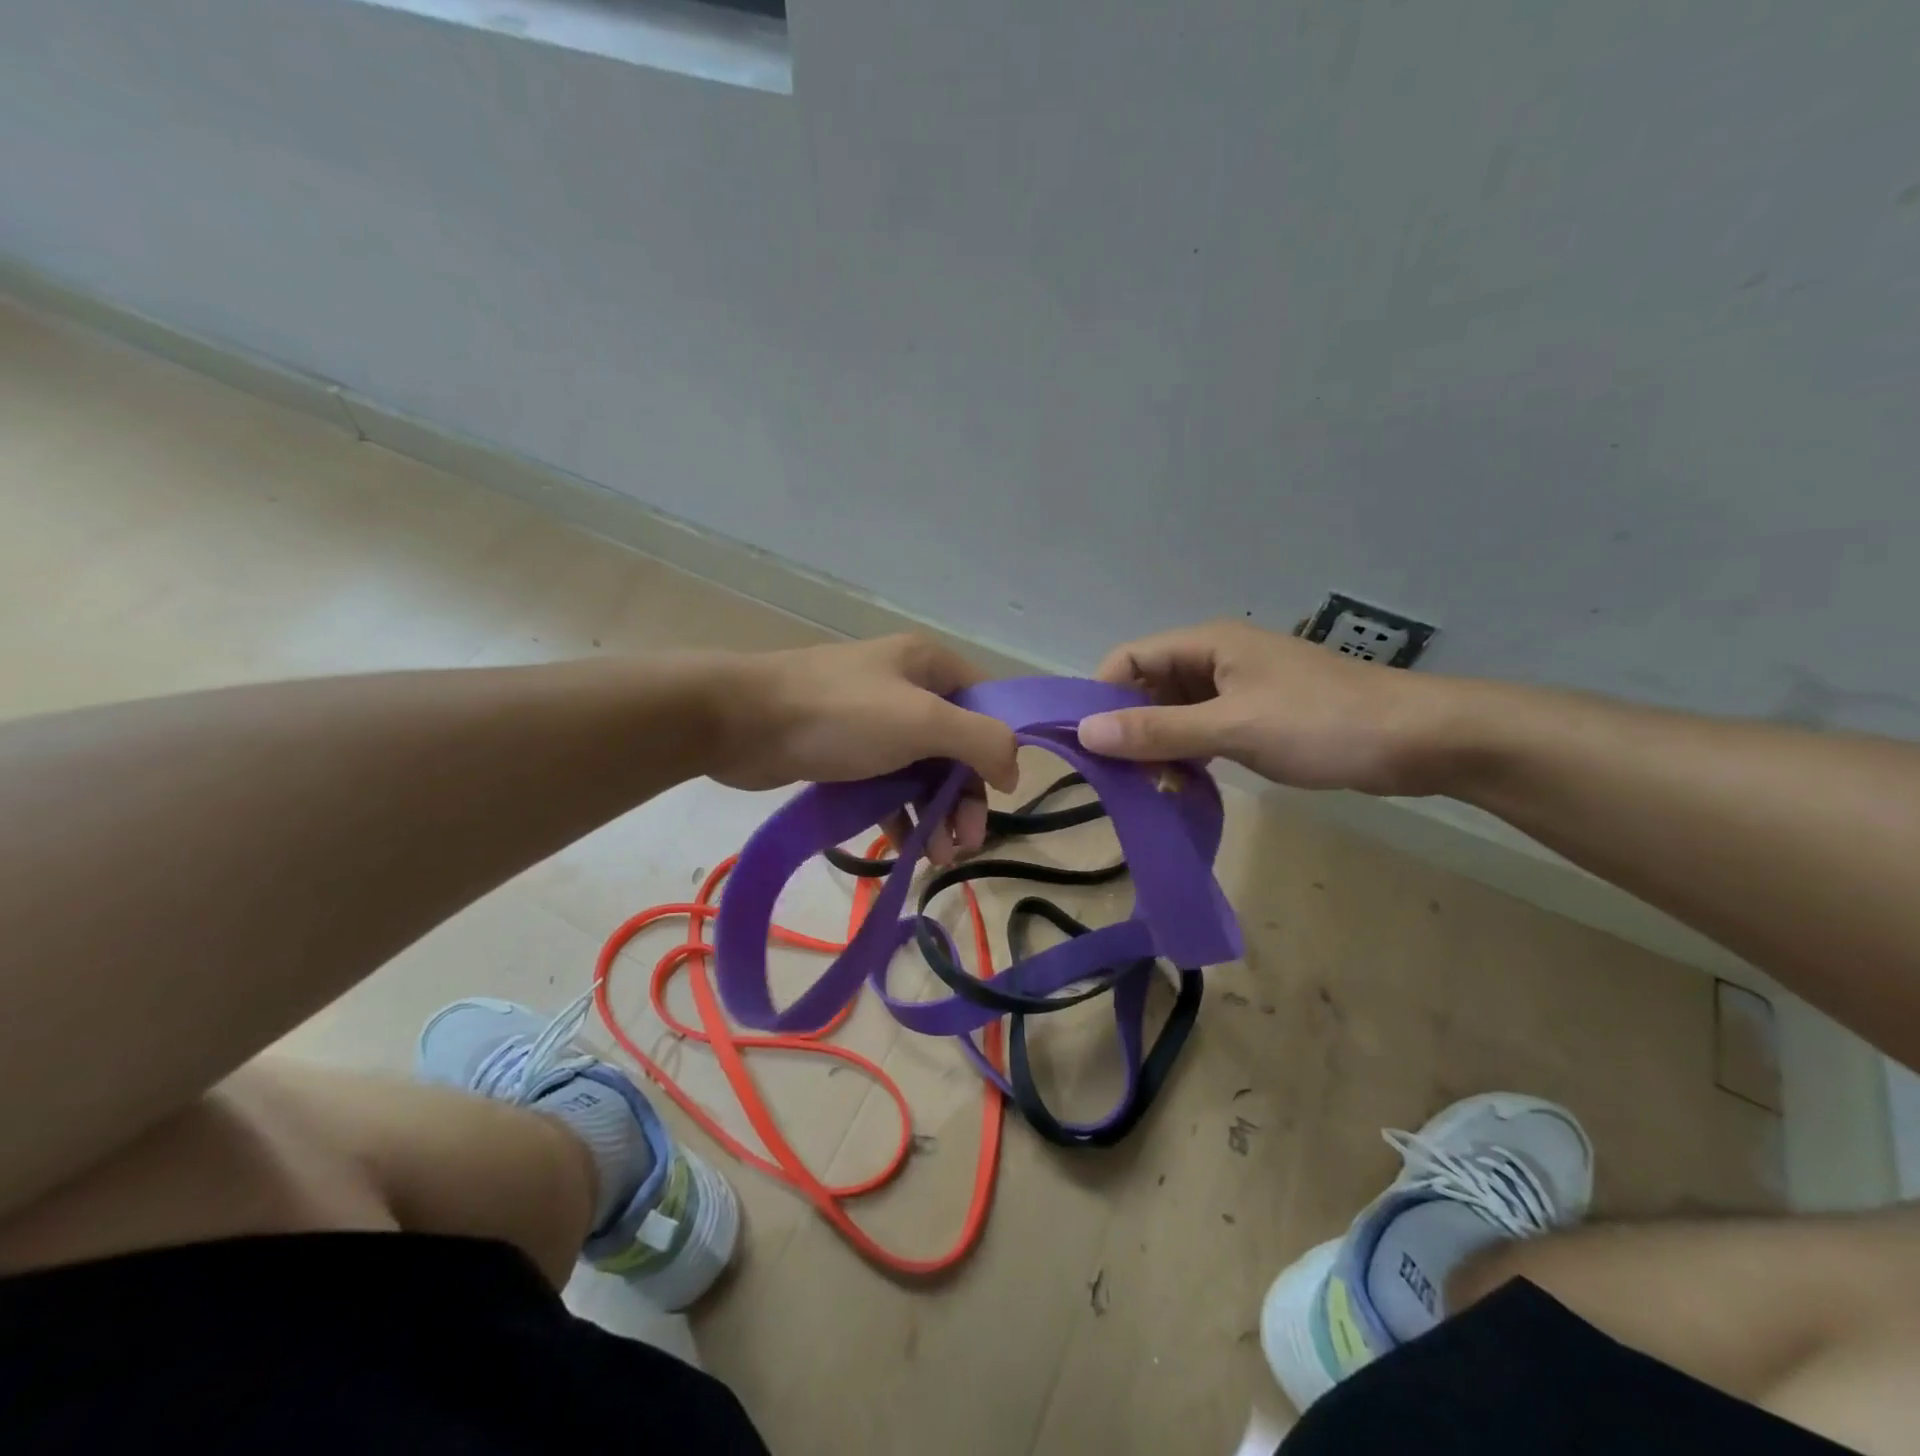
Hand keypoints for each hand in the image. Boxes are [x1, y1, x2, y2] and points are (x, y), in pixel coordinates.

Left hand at [706, 635, 1020, 862]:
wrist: (739, 722)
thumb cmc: (840, 715)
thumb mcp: (922, 721)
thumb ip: (981, 740)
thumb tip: (1013, 769)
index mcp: (929, 665)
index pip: (987, 703)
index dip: (999, 748)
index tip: (1002, 793)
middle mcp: (906, 688)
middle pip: (957, 745)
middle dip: (965, 796)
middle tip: (967, 843)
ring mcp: (874, 721)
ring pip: (922, 770)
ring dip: (936, 813)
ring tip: (940, 857)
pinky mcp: (846, 752)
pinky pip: (887, 784)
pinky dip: (901, 814)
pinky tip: (907, 849)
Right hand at [1078, 620, 1459, 795]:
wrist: (1420, 740)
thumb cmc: (1322, 723)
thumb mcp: (1233, 727)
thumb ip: (1159, 730)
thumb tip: (1085, 732)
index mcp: (1207, 645)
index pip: (1129, 659)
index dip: (1101, 696)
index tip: (1086, 744)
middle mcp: (1216, 660)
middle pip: (1148, 687)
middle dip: (1128, 726)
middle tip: (1117, 776)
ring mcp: (1239, 689)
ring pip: (1175, 712)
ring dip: (1157, 745)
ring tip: (1147, 786)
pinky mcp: (1258, 716)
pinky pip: (1203, 730)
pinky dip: (1186, 753)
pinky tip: (1182, 783)